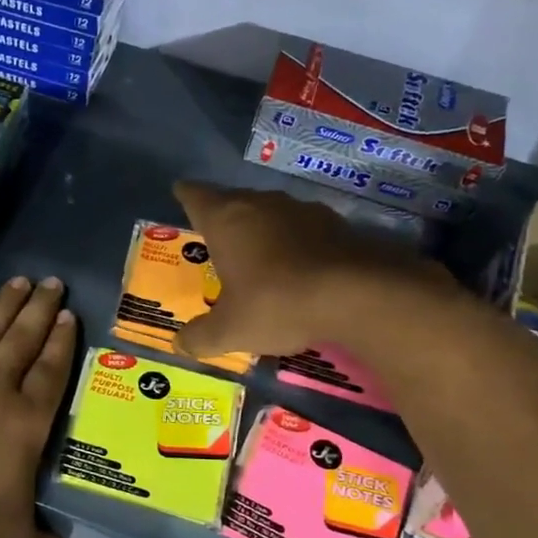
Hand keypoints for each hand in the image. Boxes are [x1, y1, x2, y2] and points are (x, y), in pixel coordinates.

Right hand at [173, 181, 455, 360]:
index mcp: (226, 219)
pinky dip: (295, 243)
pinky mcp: (336, 224)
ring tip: (257, 255)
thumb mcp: (230, 331)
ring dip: (262, 229)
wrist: (358, 295)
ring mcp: (302, 210)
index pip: (195, 196)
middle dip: (223, 217)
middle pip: (234, 201)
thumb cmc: (276, 303)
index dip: (185, 195)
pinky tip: (298, 268)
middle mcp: (261, 203)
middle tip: (215, 239)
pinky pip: (303, 229)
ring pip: (271, 213)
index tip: (180, 193)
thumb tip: (180, 343)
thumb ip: (200, 337)